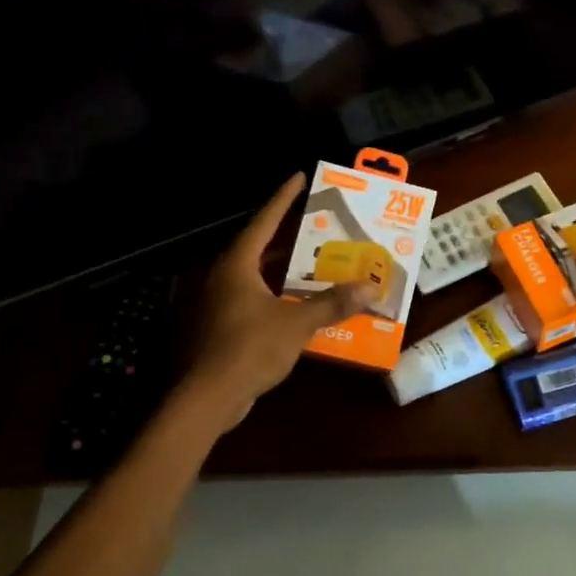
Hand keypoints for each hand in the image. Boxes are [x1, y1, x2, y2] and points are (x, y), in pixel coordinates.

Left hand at [181, 174, 369, 432]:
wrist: (206, 398)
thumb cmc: (249, 349)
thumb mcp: (296, 324)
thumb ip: (331, 304)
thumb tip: (369, 288)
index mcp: (236, 265)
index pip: (264, 222)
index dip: (283, 199)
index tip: (299, 177)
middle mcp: (221, 277)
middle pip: (257, 248)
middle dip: (287, 238)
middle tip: (316, 227)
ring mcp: (214, 303)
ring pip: (253, 276)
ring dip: (281, 270)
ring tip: (312, 264)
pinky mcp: (215, 327)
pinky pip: (249, 300)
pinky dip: (272, 296)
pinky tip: (295, 305)